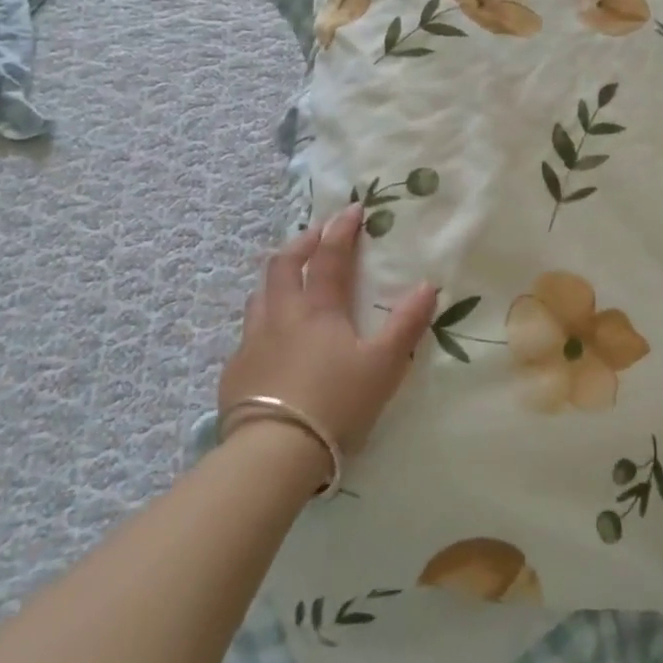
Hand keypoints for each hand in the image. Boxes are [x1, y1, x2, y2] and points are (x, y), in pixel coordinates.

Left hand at [218, 204, 438, 463]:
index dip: (341, 230)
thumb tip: (427, 285)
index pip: (329, 257)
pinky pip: (247, 333)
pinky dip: (262, 320)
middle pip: (283, 266)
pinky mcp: (235, 372)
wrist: (273, 453)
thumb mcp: (383, 366)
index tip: (352, 209)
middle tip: (316, 236)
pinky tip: (270, 340)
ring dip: (277, 278)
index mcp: (318, 310)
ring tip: (289, 280)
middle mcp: (281, 316)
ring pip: (259, 295)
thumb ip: (406, 324)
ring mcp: (252, 343)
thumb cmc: (335, 403)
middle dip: (301, 243)